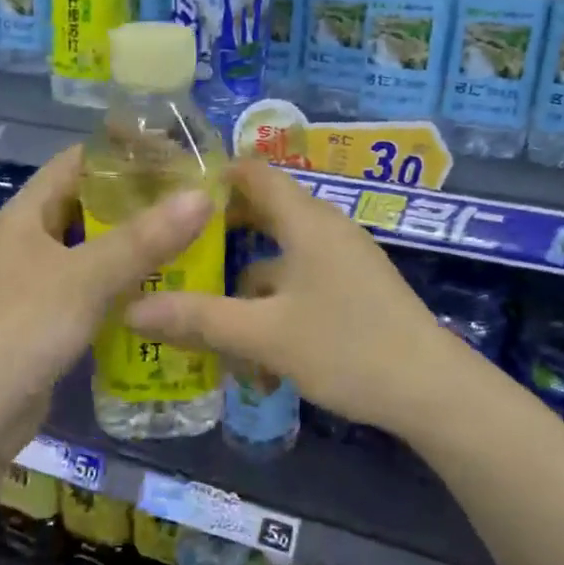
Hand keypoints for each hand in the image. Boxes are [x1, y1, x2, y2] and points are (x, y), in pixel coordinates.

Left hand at [0, 146, 213, 456]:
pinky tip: (161, 287)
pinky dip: (123, 280)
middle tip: (191, 198)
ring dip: (133, 242)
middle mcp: (28, 238)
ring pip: (92, 246)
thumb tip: (202, 196)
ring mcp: (36, 279)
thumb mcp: (86, 279)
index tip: (174, 154)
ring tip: (187, 237)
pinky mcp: (47, 315)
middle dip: (136, 199)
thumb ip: (144, 239)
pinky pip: (92, 284)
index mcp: (26, 213)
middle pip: (88, 203)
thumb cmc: (23, 330)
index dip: (122, 153)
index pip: (78, 161)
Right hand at [125, 159, 480, 434]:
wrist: (432, 391)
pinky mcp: (355, 292)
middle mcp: (326, 231)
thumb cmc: (346, 347)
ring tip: (205, 312)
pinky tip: (256, 349)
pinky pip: (302, 283)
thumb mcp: (264, 335)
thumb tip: (131, 309)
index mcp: (306, 222)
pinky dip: (274, 304)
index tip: (171, 191)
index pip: (256, 173)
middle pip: (266, 214)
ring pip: (282, 258)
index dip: (215, 174)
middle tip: (174, 250)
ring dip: (246, 282)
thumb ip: (199, 319)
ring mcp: (345, 262)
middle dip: (222, 232)